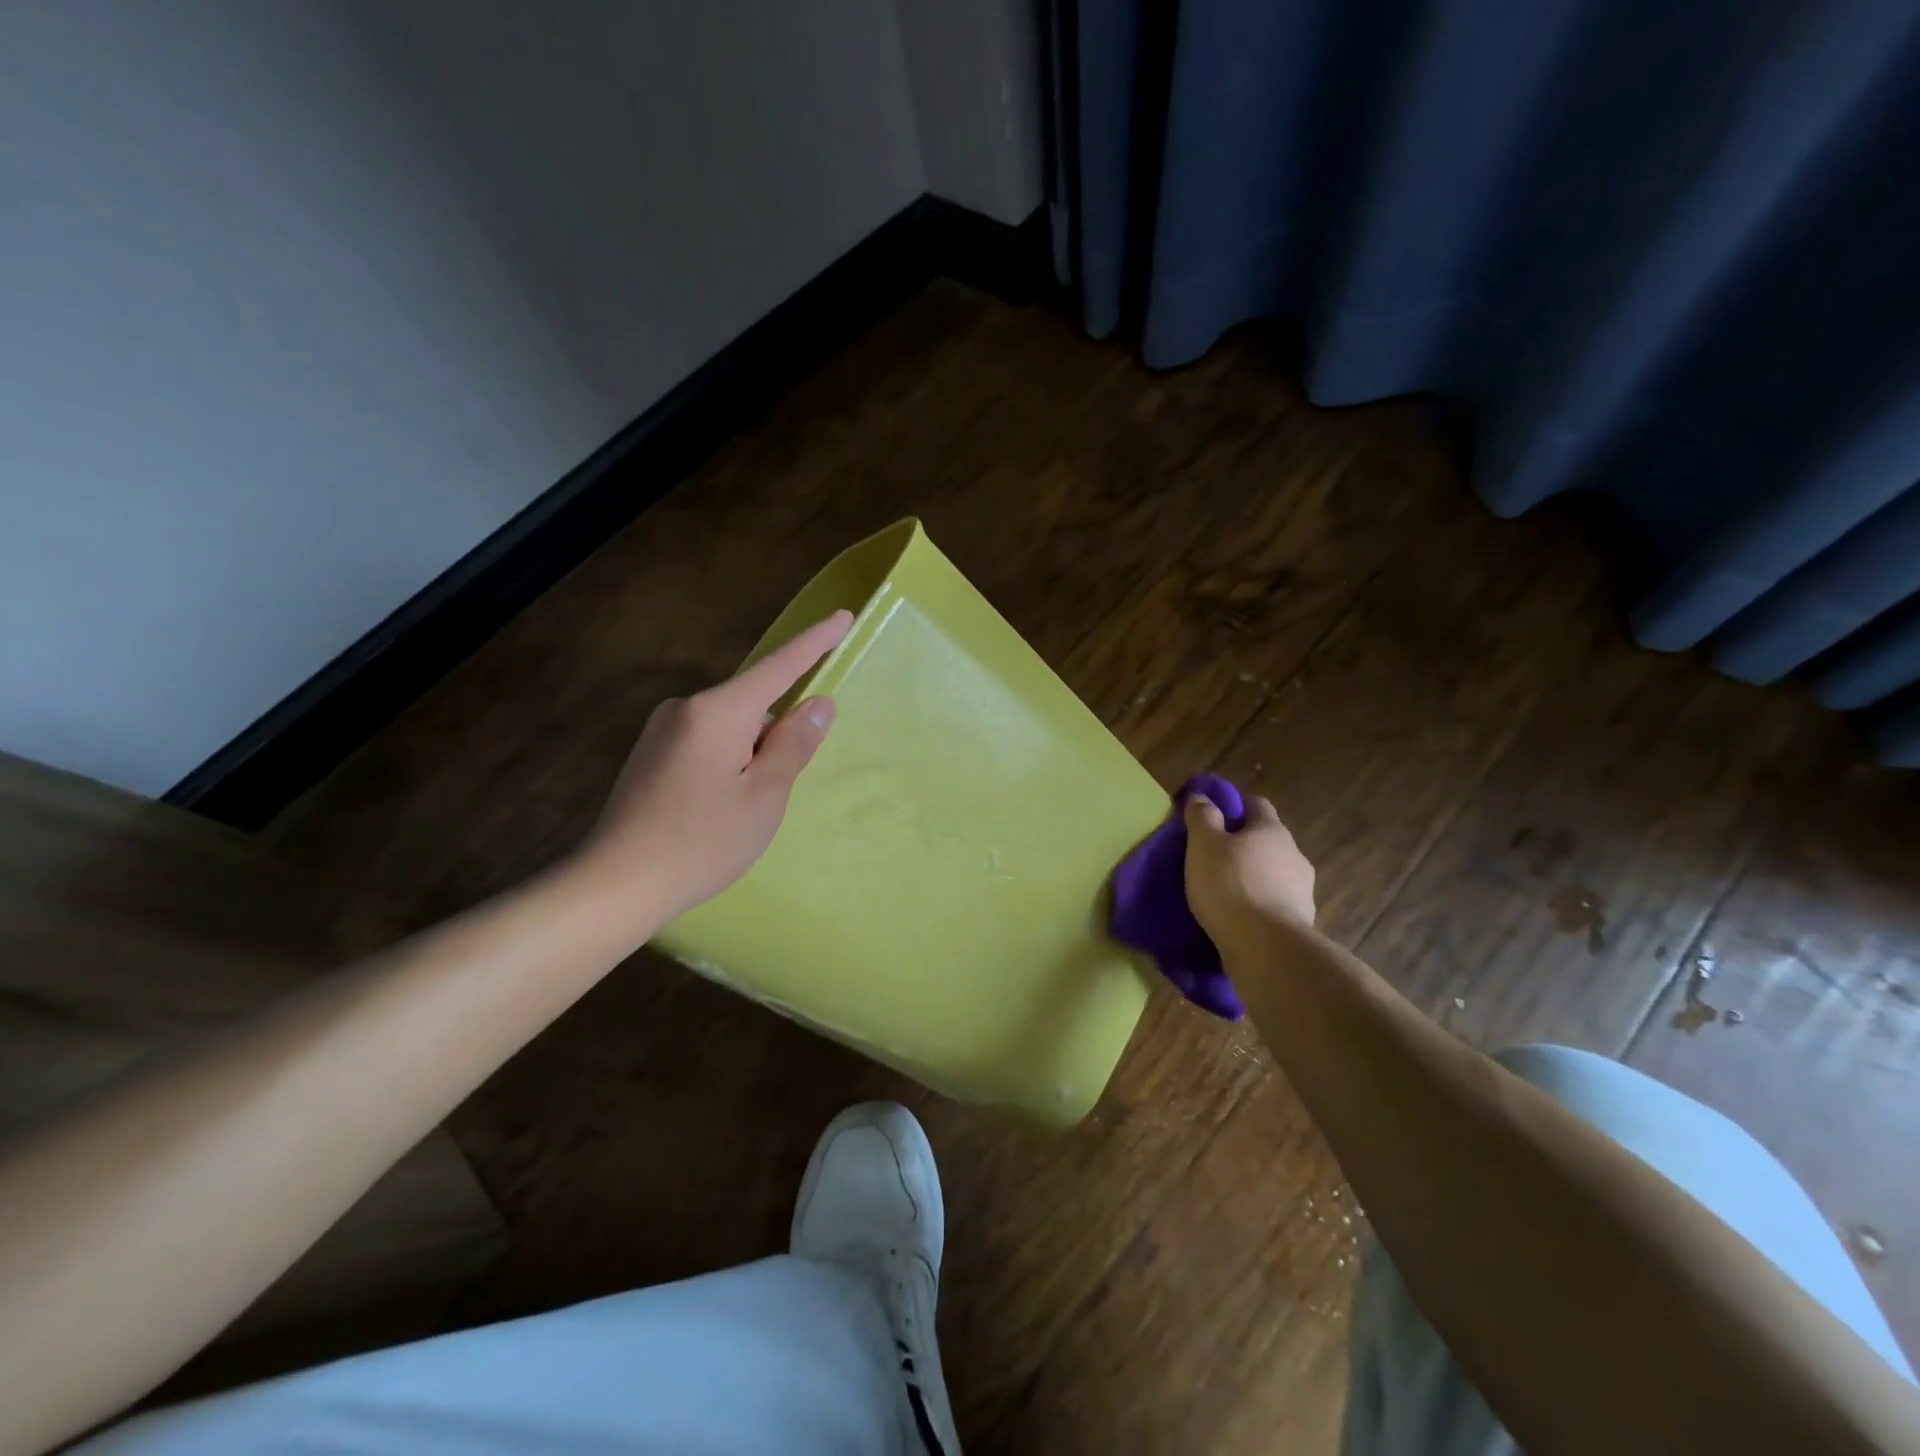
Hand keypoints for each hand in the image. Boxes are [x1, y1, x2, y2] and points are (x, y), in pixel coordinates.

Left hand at [576, 610, 853, 926]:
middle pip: (754, 707)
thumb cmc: (701, 842)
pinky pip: (706, 744)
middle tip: (767, 798)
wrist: (615, 885)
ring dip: (749, 758)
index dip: (815, 643)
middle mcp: (686, 708)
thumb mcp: (764, 796)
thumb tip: (818, 703)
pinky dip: (725, 766)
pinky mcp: (649, 753)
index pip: (779, 667)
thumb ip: (794, 744)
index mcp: (718, 712)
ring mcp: (662, 730)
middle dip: (774, 739)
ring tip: (735, 814)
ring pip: (731, 729)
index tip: (842, 616)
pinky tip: (711, 811)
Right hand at [1183, 793, 1316, 954]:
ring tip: (1226, 892)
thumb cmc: (1230, 885)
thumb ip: (1202, 817)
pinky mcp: (1301, 921)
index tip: (1214, 815)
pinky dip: (1260, 905)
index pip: (1257, 804)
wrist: (1266, 947)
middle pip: (1267, 840)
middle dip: (1244, 845)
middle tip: (1215, 857)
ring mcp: (1303, 890)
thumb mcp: (1204, 844)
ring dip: (1254, 877)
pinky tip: (1241, 917)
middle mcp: (1294, 854)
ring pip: (1273, 873)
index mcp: (1272, 830)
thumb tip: (1203, 798)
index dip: (1236, 806)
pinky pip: (1276, 904)